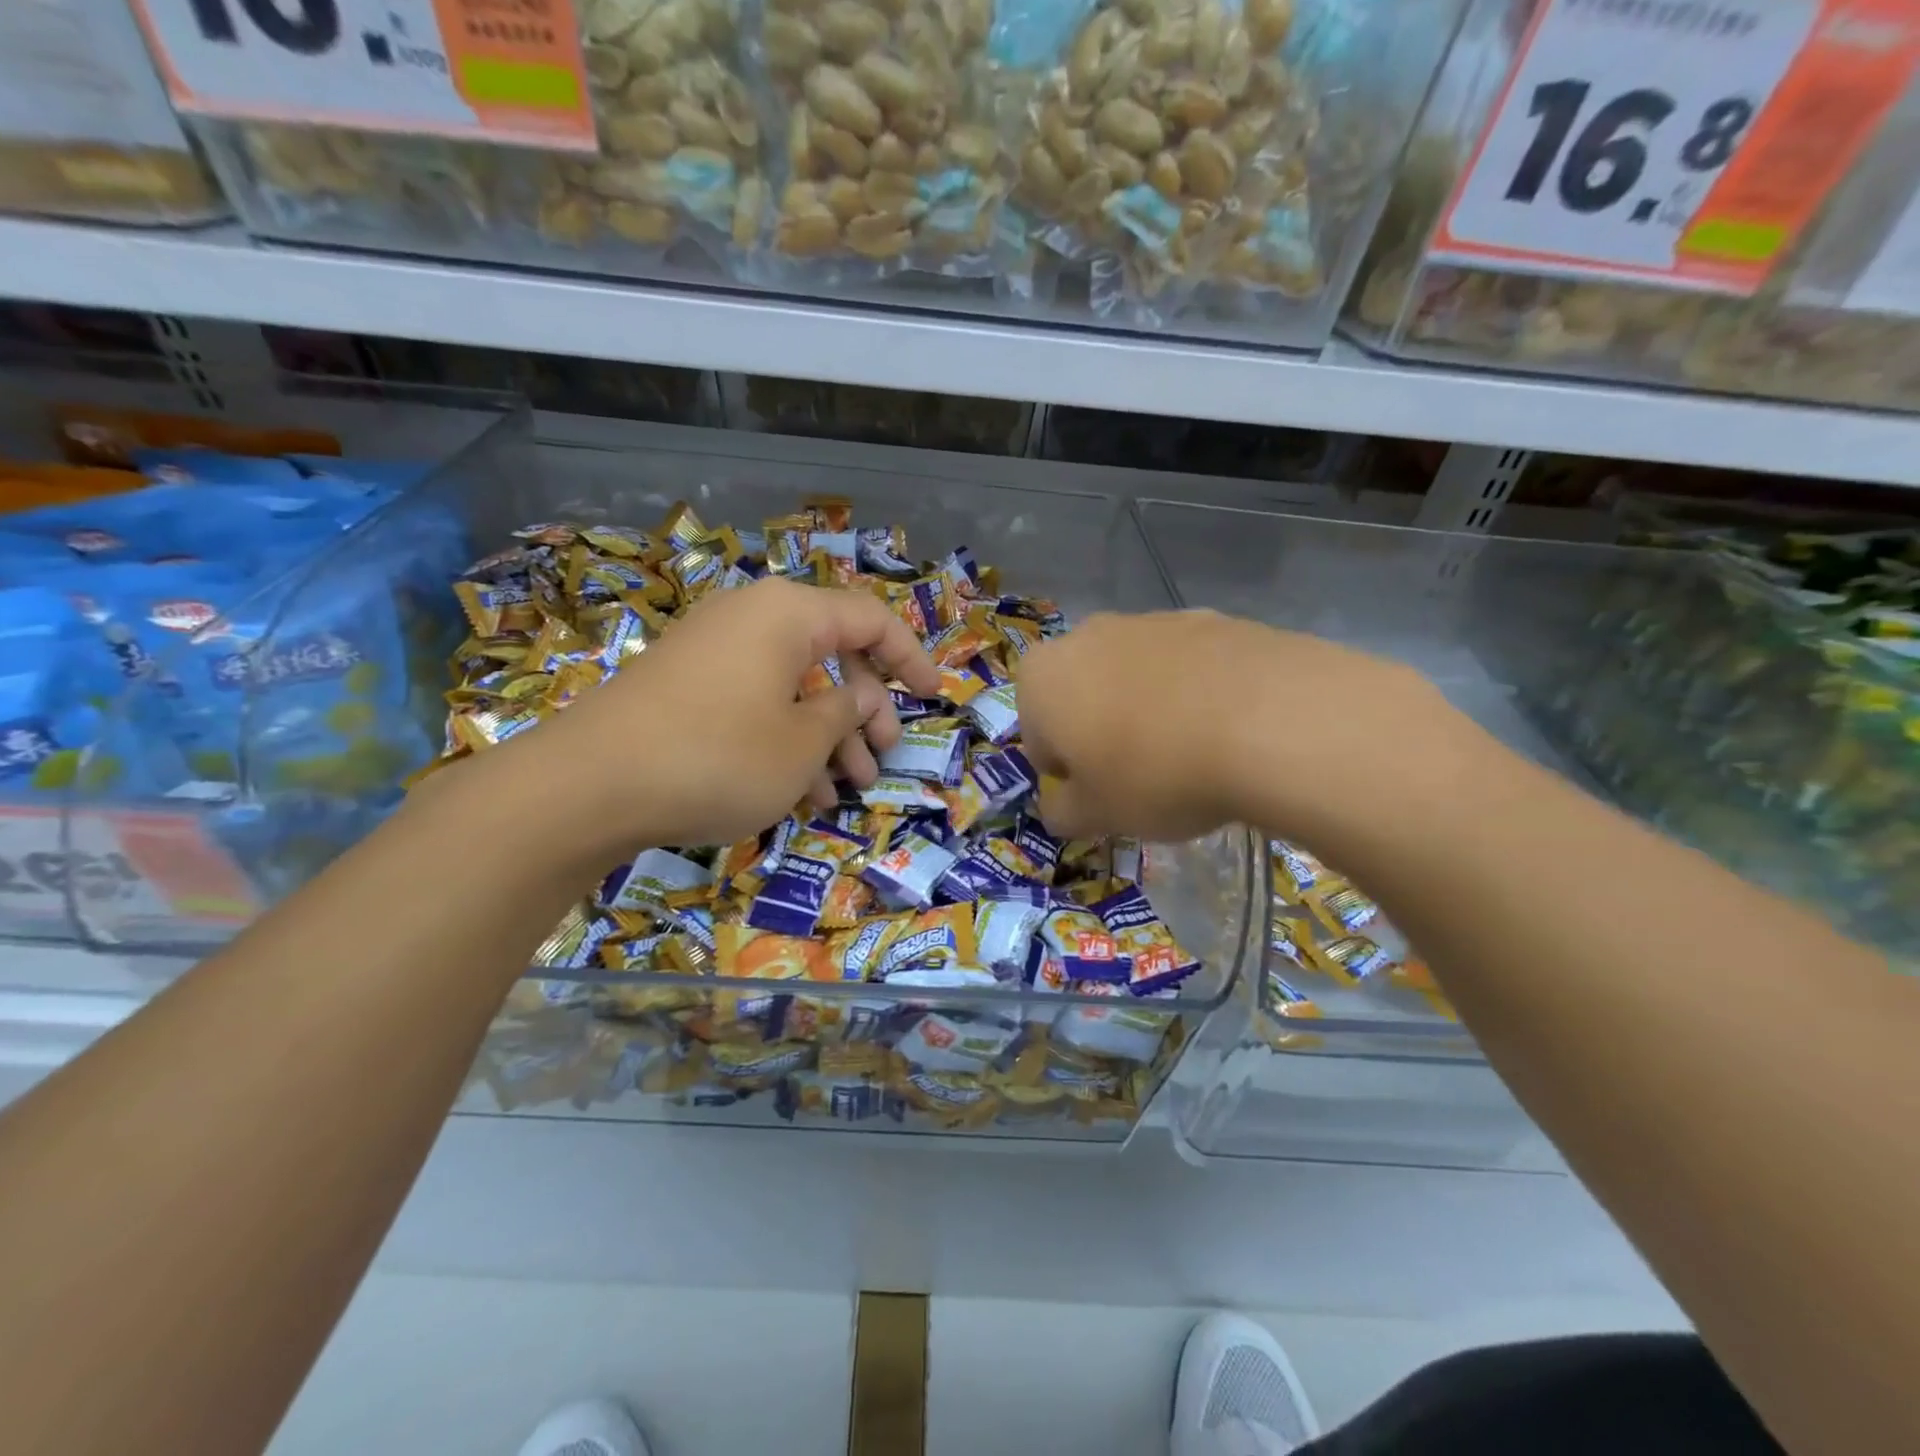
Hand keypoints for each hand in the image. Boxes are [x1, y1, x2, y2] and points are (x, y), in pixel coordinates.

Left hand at [495, 577, 939, 855]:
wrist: (589, 784)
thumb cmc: (719, 755)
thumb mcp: (803, 742)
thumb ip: (844, 713)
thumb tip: (852, 701)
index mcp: (789, 614)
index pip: (871, 619)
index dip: (911, 657)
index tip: (935, 695)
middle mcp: (752, 620)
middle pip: (832, 656)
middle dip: (865, 712)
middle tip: (881, 759)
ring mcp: (714, 653)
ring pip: (793, 687)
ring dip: (827, 737)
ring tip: (845, 790)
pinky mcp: (687, 688)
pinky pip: (755, 704)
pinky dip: (784, 741)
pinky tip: (798, 793)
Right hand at [1016, 610, 1452, 849]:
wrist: (1267, 720)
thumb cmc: (1155, 773)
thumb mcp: (1097, 815)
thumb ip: (1063, 812)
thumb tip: (1059, 807)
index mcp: (1042, 678)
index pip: (1037, 737)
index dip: (1068, 774)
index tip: (1102, 796)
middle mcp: (1087, 636)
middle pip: (1083, 697)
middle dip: (1101, 733)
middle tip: (1141, 775)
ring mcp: (1151, 620)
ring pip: (1134, 678)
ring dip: (1147, 711)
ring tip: (1191, 754)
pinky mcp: (1210, 618)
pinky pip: (1186, 666)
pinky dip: (1194, 693)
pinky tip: (1226, 728)